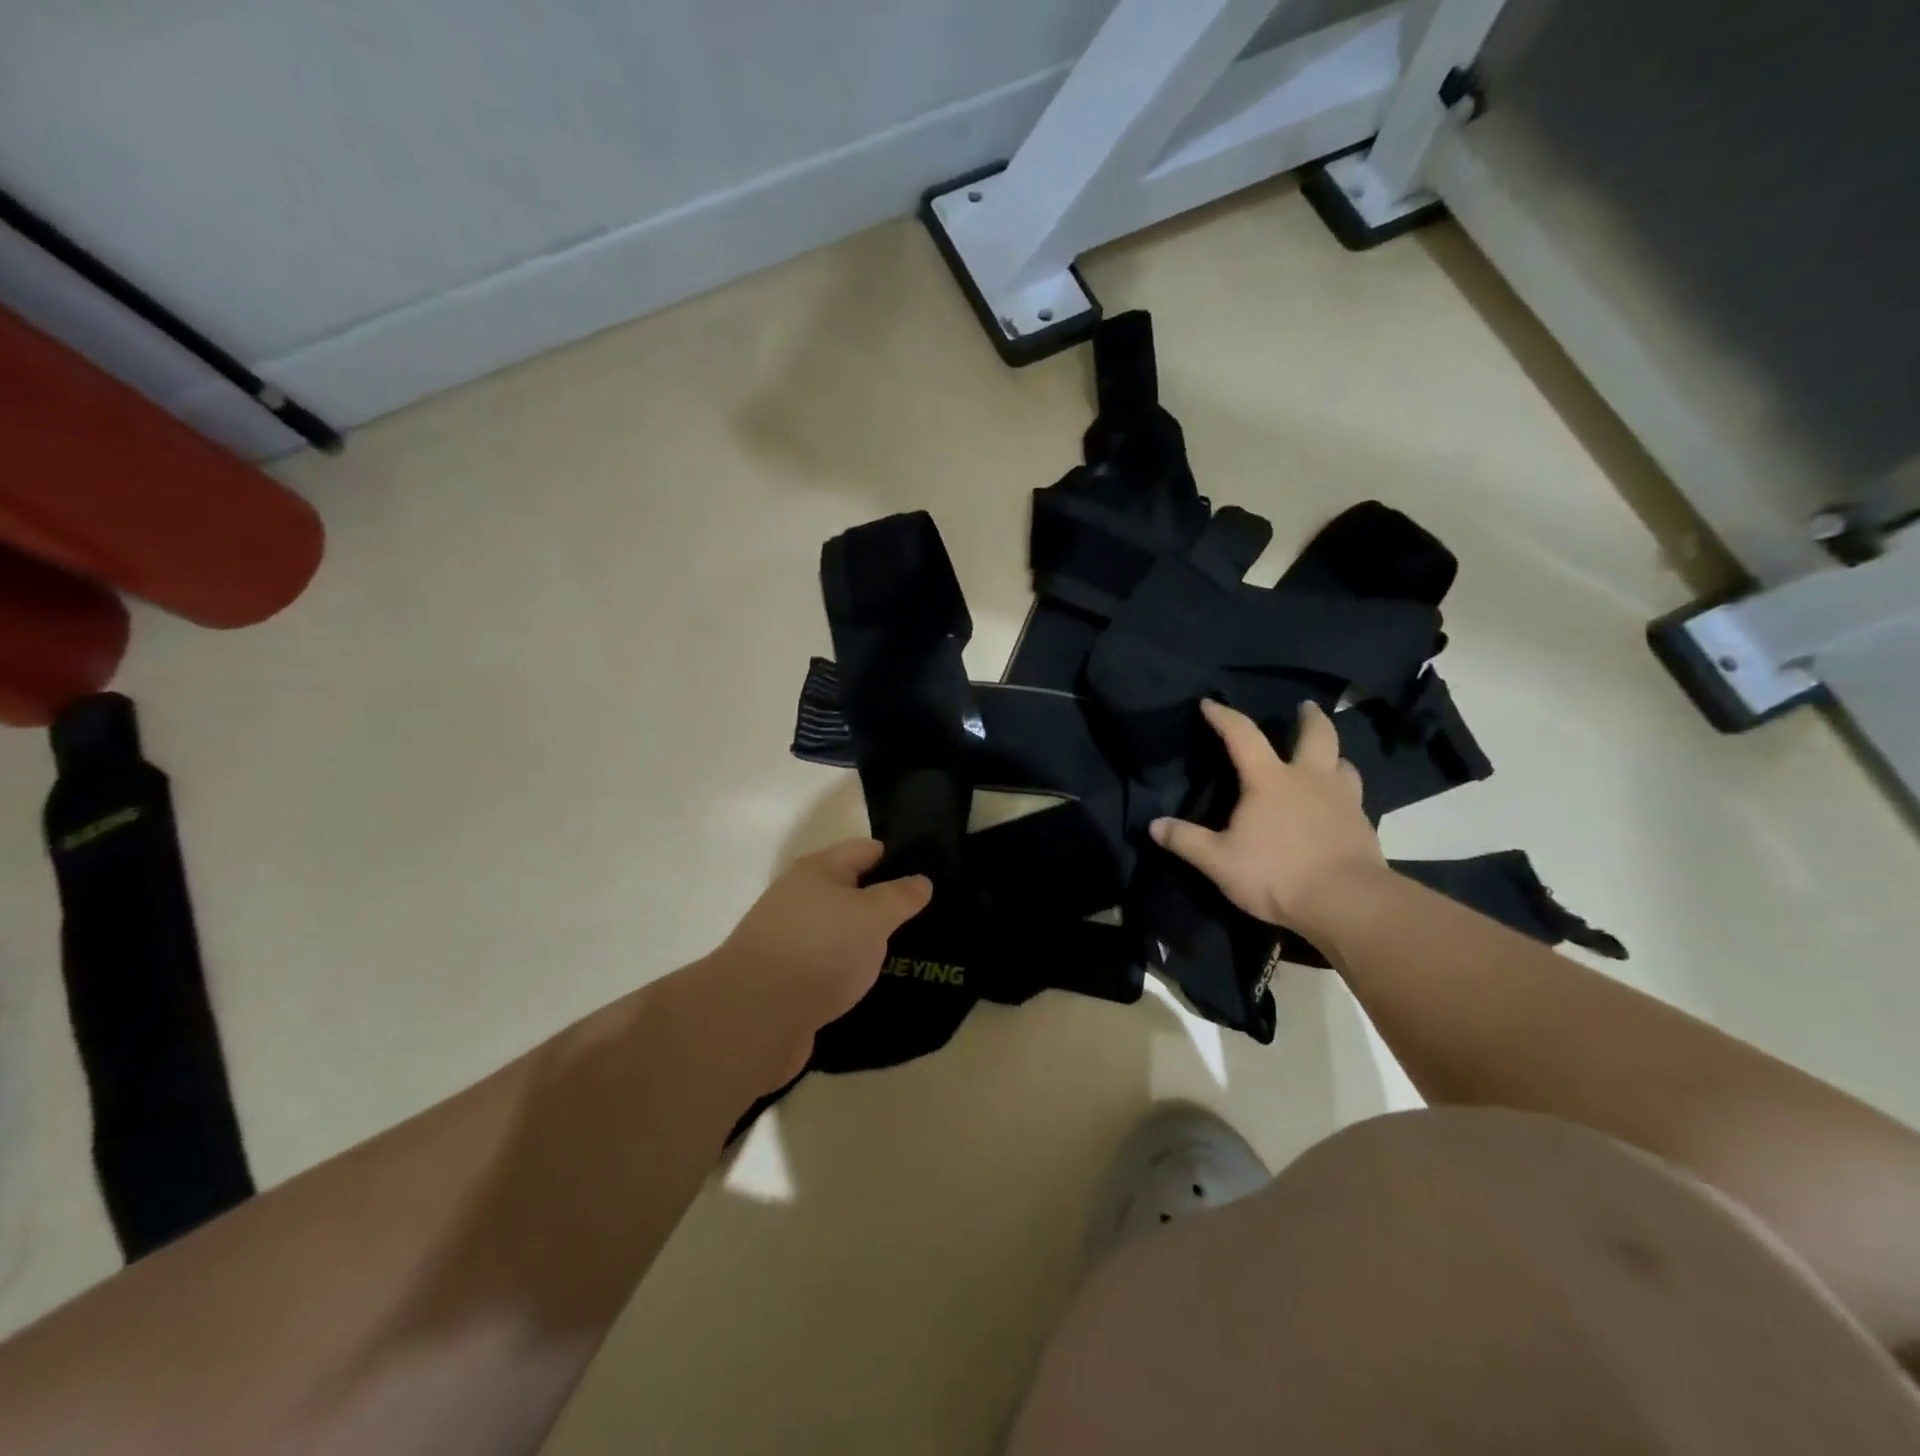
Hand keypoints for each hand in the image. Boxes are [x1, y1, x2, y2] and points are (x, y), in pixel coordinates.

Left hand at [693, 839, 931, 1087]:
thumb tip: (921, 881)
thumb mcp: (872, 915)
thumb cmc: (819, 948)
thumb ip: (900, 896)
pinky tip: (877, 984)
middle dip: (887, 903)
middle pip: (853, 892)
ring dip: (870, 941)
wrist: (755, 1017)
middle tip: (930, 919)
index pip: (866, 851)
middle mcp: (802, 898)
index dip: (899, 860)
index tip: (933, 877)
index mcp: (818, 870)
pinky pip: (832, 966)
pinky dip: (853, 971)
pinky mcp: (791, 980)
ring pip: (843, 932)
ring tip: (912, 953)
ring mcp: (794, 940)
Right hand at [1150, 699, 1384, 933]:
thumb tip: (1154, 825)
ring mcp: (1343, 800)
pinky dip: (1344, 792)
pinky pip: (1355, 797)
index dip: (1224, 716)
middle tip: (1305, 707)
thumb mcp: (1219, 861)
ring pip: (1343, 763)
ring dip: (1334, 756)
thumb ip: (1186, 841)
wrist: (1346, 903)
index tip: (1210, 703)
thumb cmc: (1276, 874)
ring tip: (1328, 758)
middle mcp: (1309, 779)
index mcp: (1269, 780)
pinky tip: (1338, 806)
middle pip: (1316, 735)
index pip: (1242, 735)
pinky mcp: (1364, 825)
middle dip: (1309, 717)